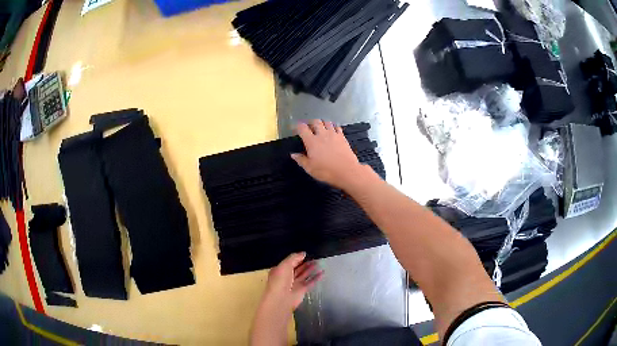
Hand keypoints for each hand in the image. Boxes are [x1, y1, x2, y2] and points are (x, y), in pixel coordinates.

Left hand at [263, 252, 322, 309]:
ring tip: (319, 262)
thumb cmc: (280, 280)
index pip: (289, 262)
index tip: (306, 253)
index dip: (297, 258)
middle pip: (297, 268)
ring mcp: (294, 284)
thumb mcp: (284, 265)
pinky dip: (316, 277)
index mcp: (280, 270)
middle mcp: (287, 277)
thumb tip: (303, 253)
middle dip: (305, 263)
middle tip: (314, 257)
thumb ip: (294, 258)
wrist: (281, 299)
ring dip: (311, 269)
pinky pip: (310, 282)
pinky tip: (322, 272)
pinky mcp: (302, 290)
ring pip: (304, 275)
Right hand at [292, 120, 368, 189]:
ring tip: (321, 129)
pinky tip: (333, 132)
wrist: (347, 171)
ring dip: (323, 124)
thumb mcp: (310, 168)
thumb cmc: (326, 171)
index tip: (296, 129)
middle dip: (311, 123)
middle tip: (310, 128)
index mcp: (311, 141)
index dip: (298, 126)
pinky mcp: (342, 137)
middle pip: (316, 122)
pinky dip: (334, 127)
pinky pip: (337, 127)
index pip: (302, 128)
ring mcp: (333, 134)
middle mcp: (322, 134)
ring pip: (327, 122)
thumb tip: (293, 154)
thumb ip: (301, 160)